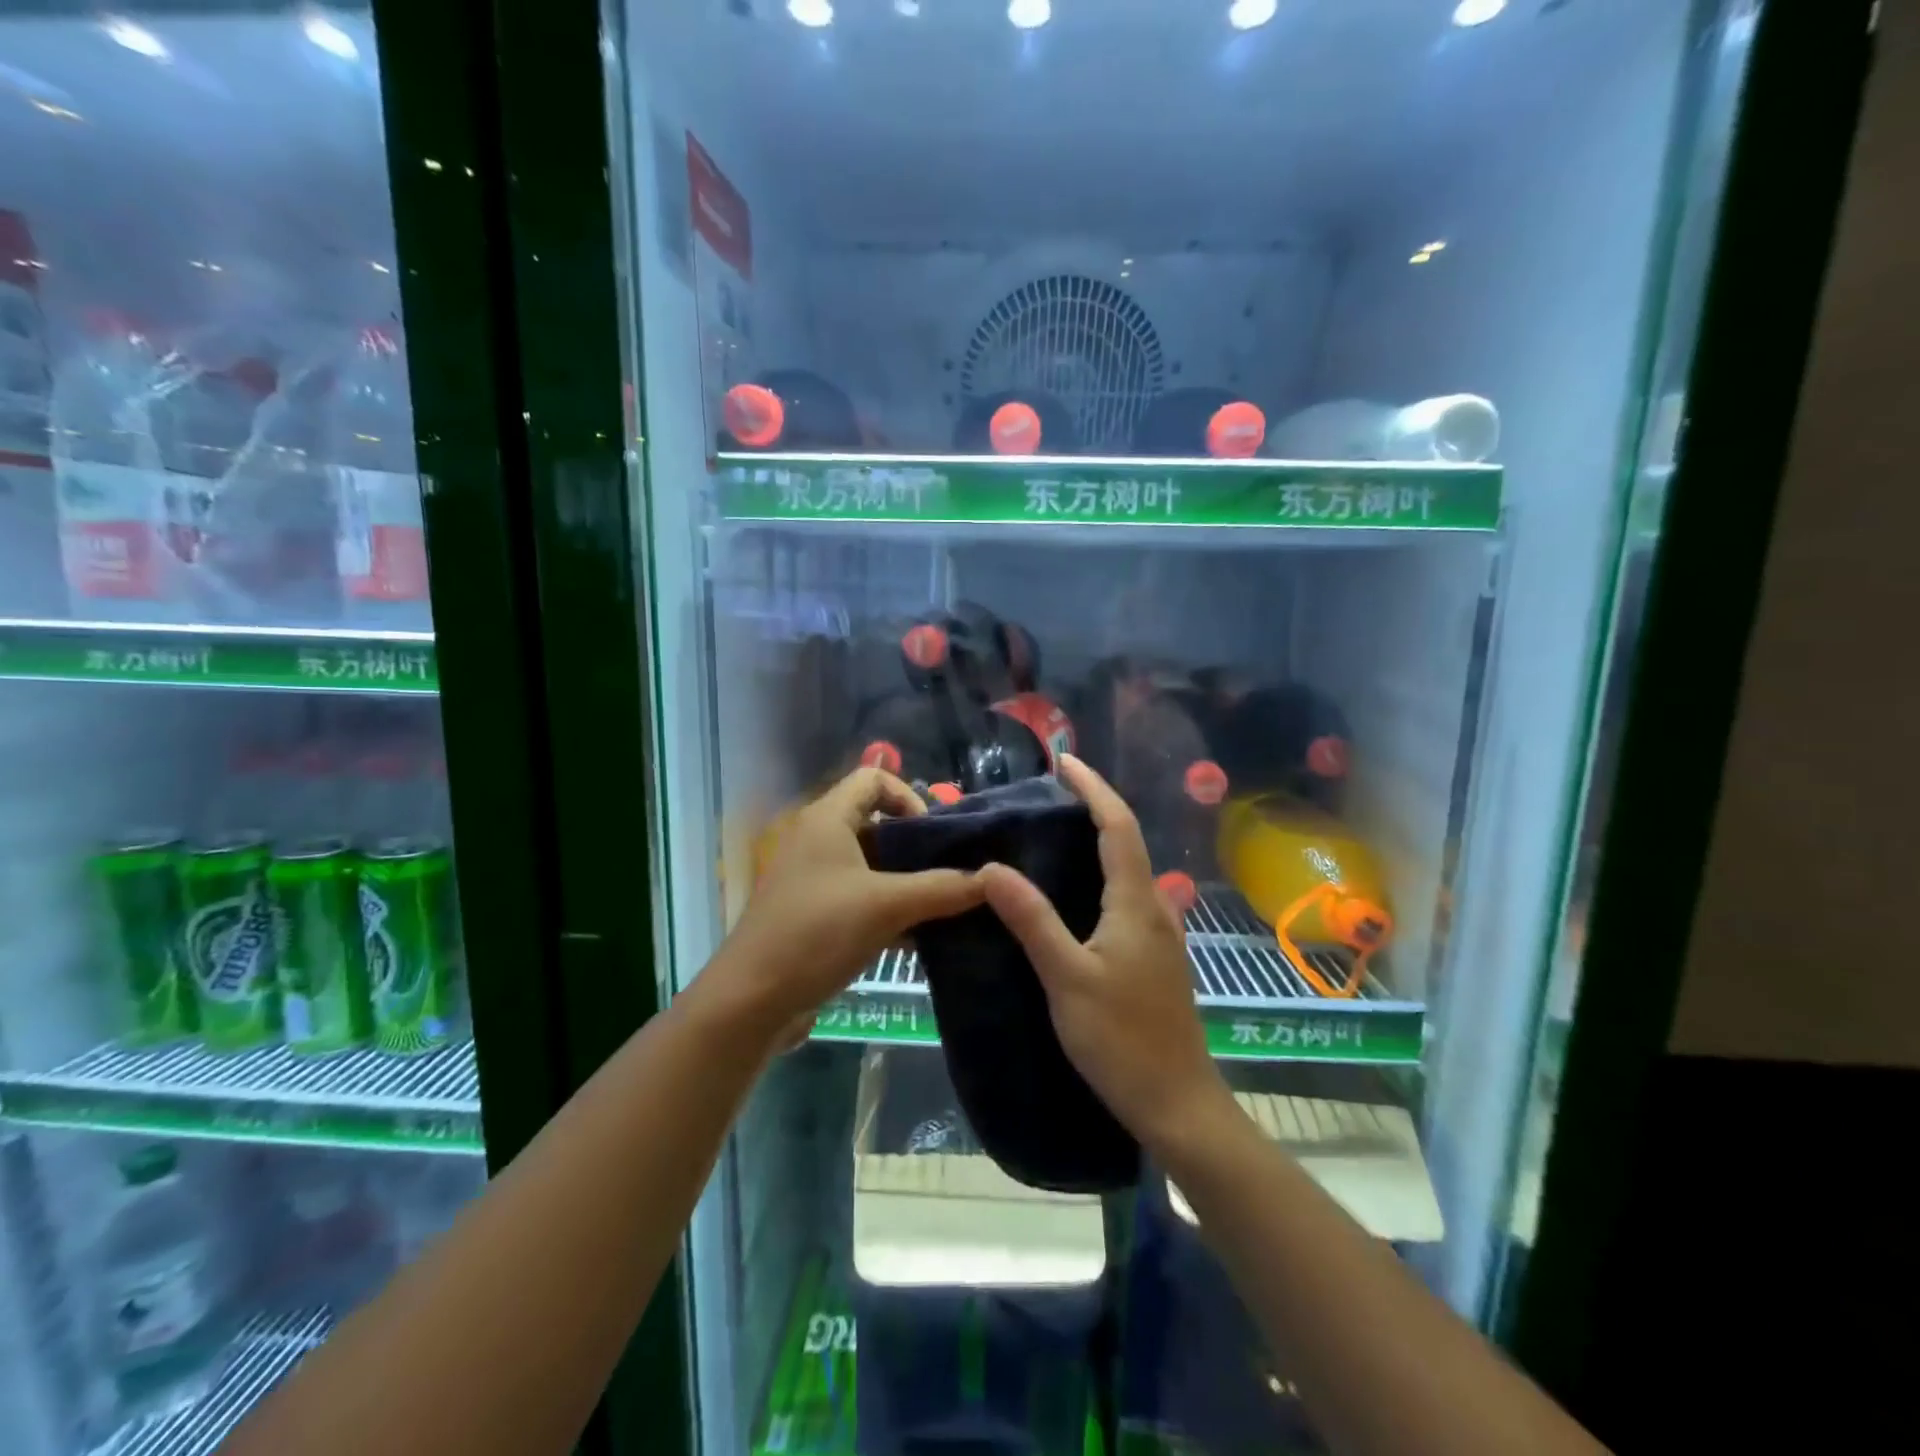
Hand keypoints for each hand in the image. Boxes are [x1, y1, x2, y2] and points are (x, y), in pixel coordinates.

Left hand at [718, 767, 984, 1033]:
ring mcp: (814, 879)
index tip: (936, 835)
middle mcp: (818, 840)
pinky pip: (860, 898)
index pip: (873, 778)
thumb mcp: (887, 906)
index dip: (909, 796)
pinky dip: (889, 909)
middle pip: (876, 823)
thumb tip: (992, 878)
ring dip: (907, 882)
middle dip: (917, 845)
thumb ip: (942, 888)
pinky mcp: (814, 914)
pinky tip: (919, 938)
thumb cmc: (817, 933)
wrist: (751, 1001)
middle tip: (952, 871)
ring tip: (945, 905)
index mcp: (827, 819)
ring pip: (871, 866)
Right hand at [979, 755, 1231, 1155]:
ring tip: (1055, 836)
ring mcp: (1160, 934)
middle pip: (1127, 841)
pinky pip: (1126, 897)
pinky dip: (1101, 875)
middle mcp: (1154, 908)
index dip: (1093, 787)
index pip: (1118, 825)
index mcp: (1136, 902)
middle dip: (1093, 808)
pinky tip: (1074, 896)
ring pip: (1128, 870)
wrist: (1177, 1103)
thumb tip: (993, 867)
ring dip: (1098, 841)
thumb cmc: (1121, 1040)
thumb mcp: (1067, 978)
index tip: (1065, 760)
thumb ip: (1032, 920)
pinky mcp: (1155, 958)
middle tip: (1049, 795)